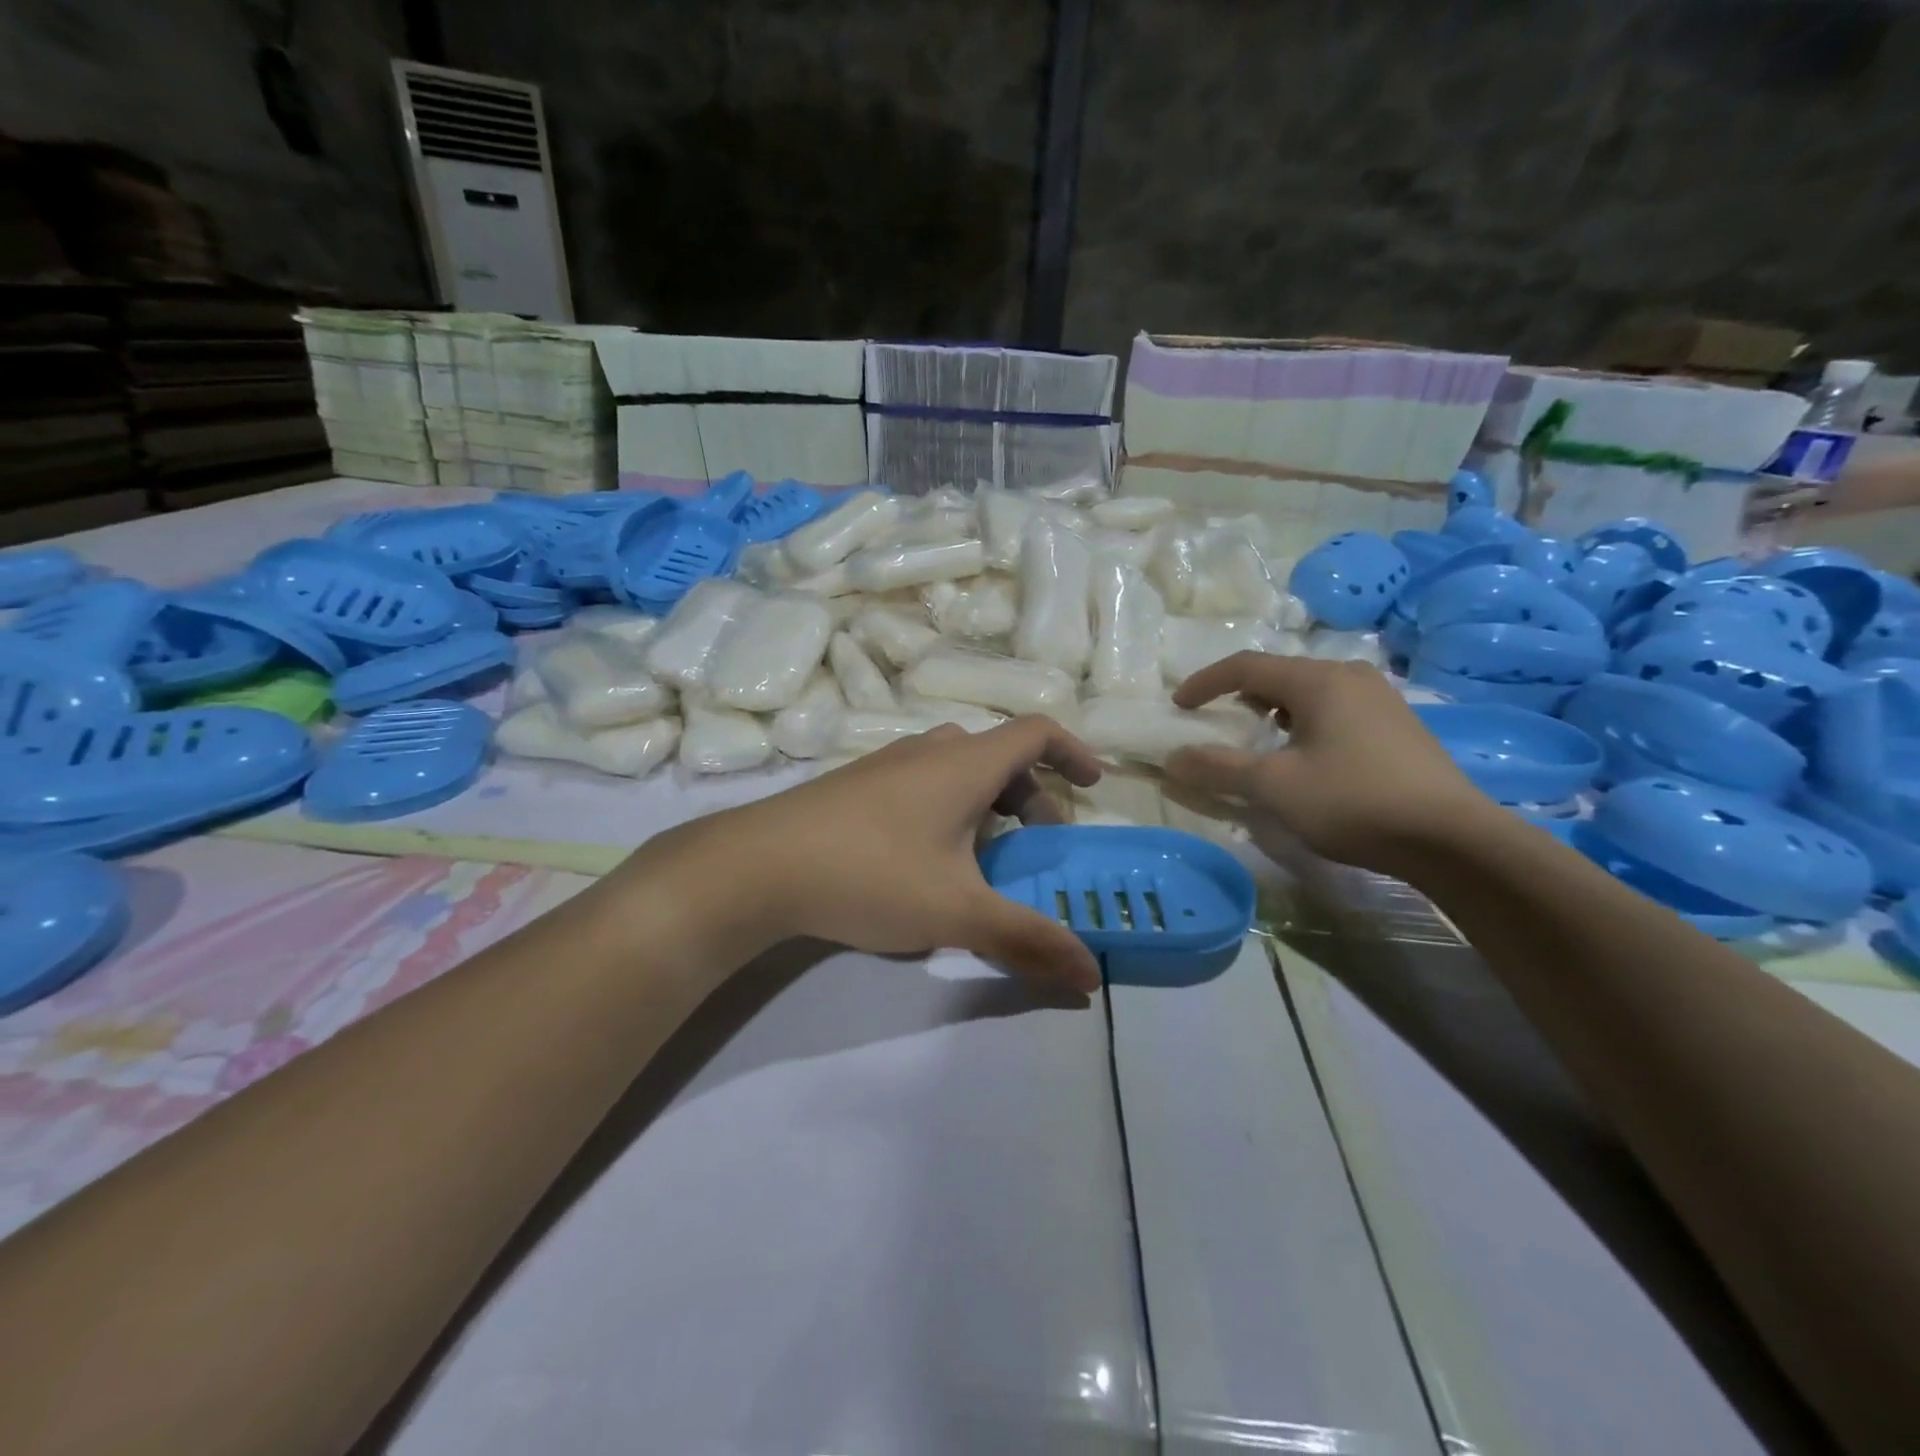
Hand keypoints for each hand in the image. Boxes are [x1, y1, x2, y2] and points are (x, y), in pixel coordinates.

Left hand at [633, 717, 1105, 992]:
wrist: (756, 866)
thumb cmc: (871, 874)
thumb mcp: (957, 912)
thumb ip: (1027, 941)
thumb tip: (1091, 978)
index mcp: (963, 764)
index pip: (1035, 731)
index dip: (1072, 752)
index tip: (1092, 786)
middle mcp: (927, 751)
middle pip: (998, 755)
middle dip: (1030, 796)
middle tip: (1036, 845)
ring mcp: (885, 765)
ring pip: (956, 768)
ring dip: (987, 802)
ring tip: (986, 855)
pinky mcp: (854, 787)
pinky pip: (921, 783)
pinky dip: (948, 807)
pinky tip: (927, 860)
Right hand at [1164, 653, 1491, 875]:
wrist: (1453, 840)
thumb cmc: (1353, 801)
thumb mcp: (1273, 786)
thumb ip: (1218, 768)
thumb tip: (1172, 759)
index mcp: (1319, 680)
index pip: (1245, 665)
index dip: (1205, 683)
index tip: (1179, 706)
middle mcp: (1351, 677)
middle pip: (1279, 675)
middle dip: (1240, 697)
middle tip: (1218, 724)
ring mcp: (1380, 700)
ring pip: (1309, 692)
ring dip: (1273, 712)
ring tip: (1259, 743)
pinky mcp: (1398, 726)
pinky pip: (1334, 710)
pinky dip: (1304, 724)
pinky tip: (1307, 759)